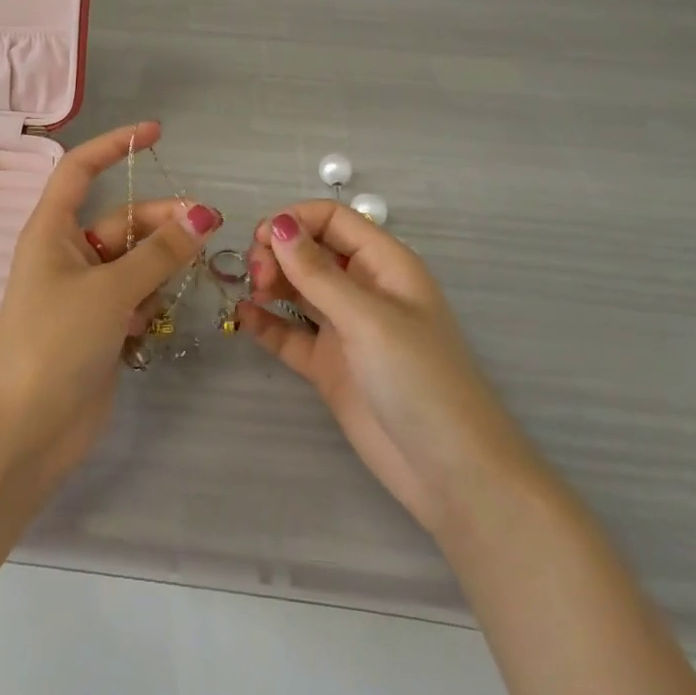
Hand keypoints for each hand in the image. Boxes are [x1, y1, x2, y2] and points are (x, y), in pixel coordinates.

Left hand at [0, 121, 221, 480]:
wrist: (27, 429)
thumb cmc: (56, 341)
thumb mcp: (111, 290)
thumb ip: (160, 253)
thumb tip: (204, 216)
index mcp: (52, 230)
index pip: (80, 168)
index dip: (115, 145)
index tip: (156, 132)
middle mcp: (67, 253)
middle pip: (123, 219)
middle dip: (163, 220)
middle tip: (210, 226)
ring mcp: (85, 291)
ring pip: (135, 259)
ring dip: (162, 264)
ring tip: (188, 274)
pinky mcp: (100, 324)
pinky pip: (136, 295)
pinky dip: (150, 301)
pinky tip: (150, 324)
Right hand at [241, 202, 533, 538]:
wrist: (452, 474)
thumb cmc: (420, 380)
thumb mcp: (368, 319)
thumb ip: (318, 273)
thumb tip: (277, 223)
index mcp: (385, 265)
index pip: (334, 220)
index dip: (296, 220)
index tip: (261, 238)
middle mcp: (363, 289)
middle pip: (311, 250)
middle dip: (279, 253)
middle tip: (257, 275)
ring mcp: (345, 329)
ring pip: (298, 288)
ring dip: (271, 282)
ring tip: (251, 293)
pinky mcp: (328, 365)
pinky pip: (290, 333)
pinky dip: (267, 322)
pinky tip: (243, 318)